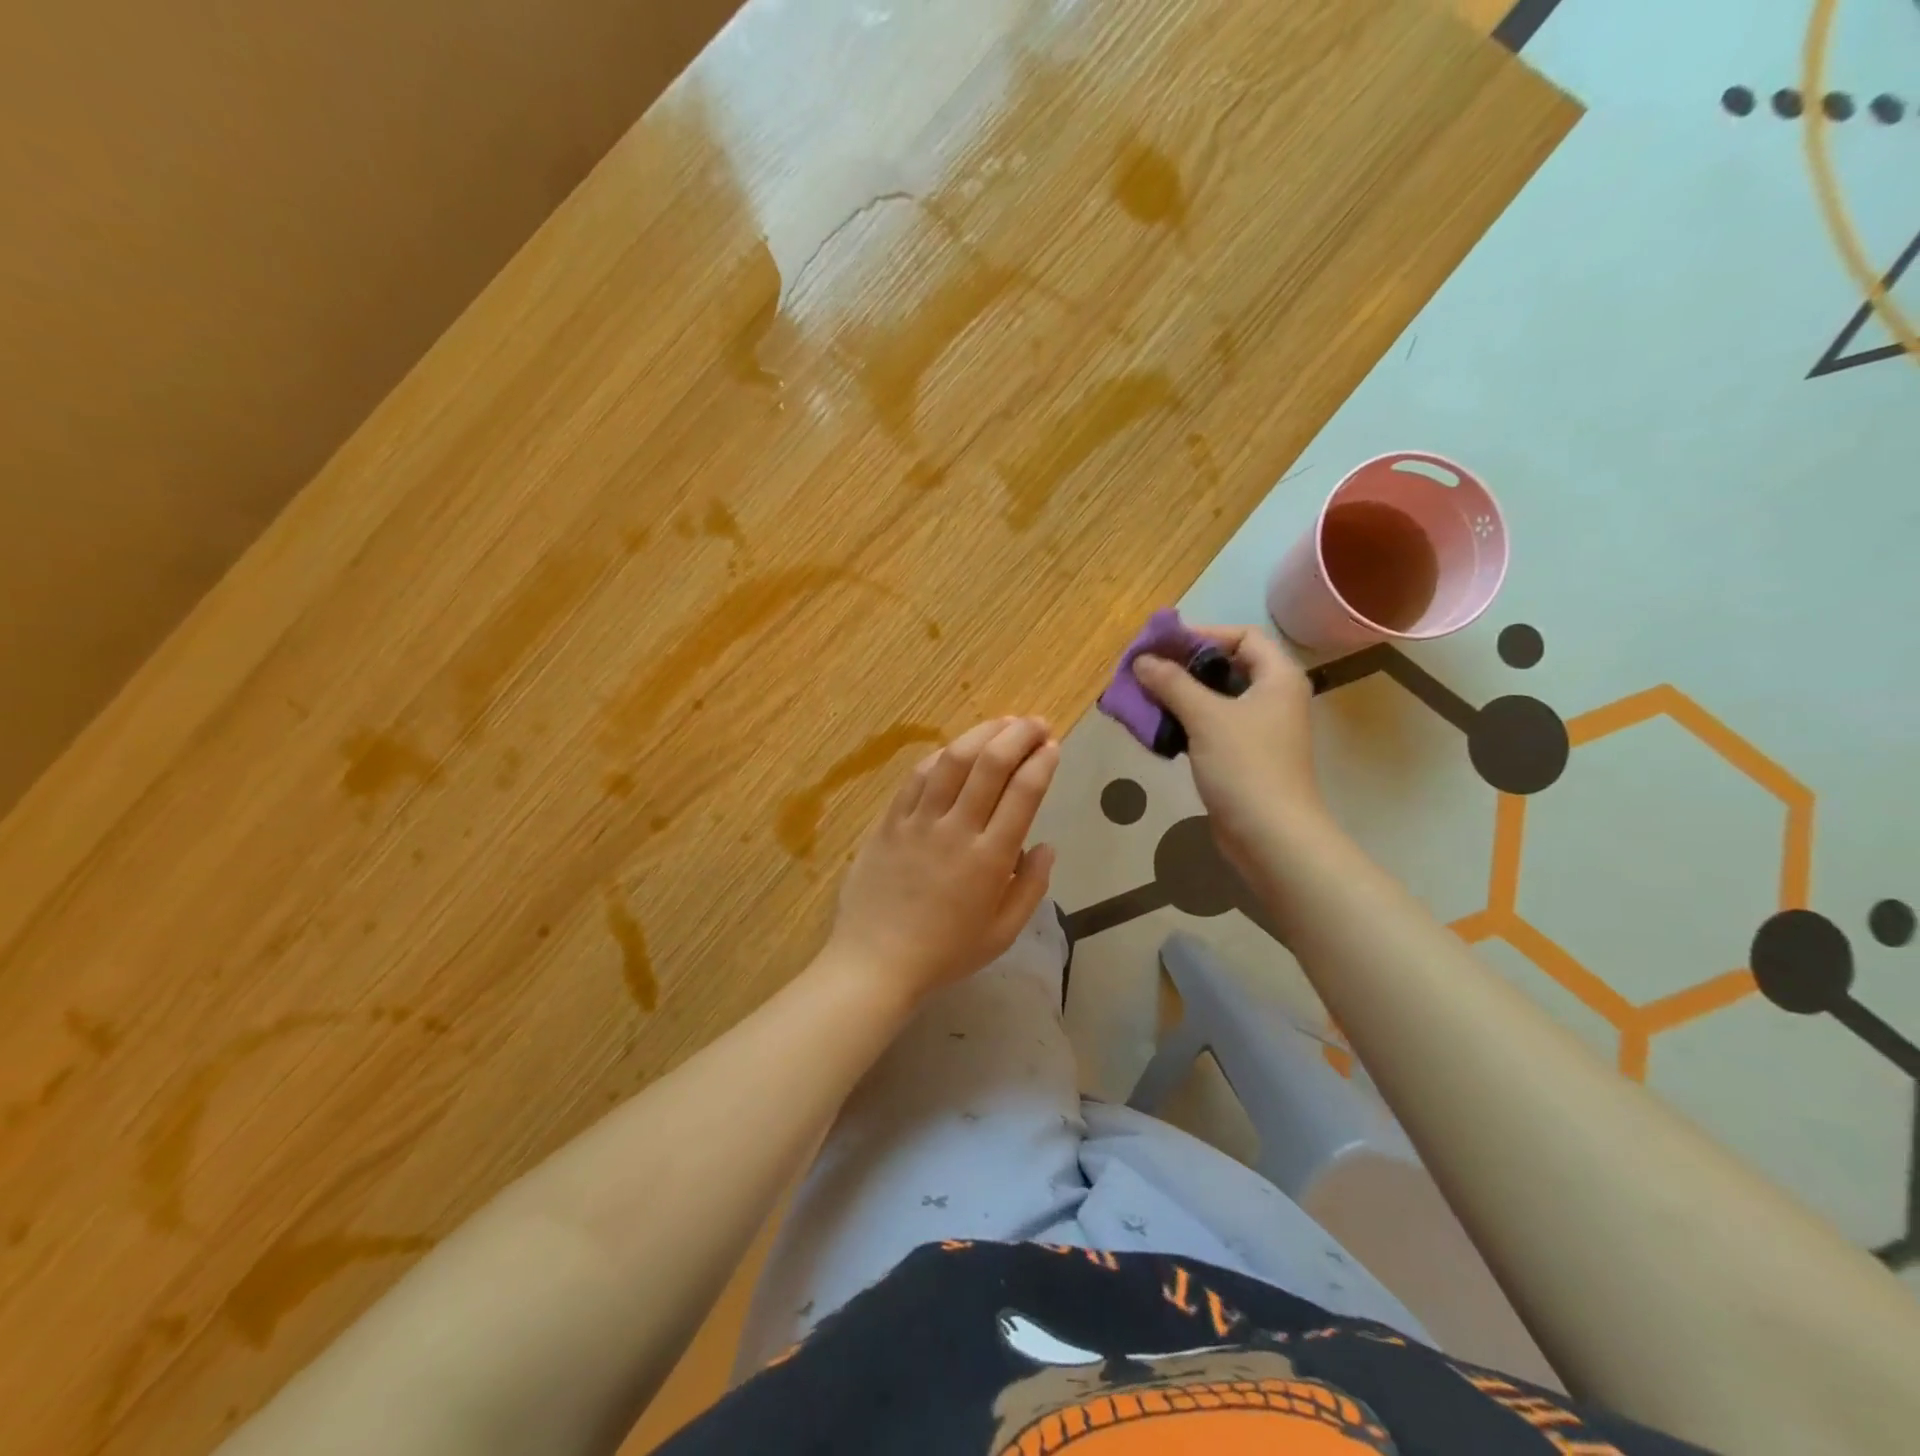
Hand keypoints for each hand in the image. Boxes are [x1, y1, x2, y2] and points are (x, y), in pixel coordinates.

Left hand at [827, 717, 1058, 1001]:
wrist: (874, 962)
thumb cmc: (944, 954)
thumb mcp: (1002, 933)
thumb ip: (1031, 887)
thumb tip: (1046, 846)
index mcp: (990, 859)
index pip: (1023, 793)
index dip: (1042, 761)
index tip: (1053, 745)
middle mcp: (956, 830)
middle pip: (990, 764)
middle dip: (1018, 734)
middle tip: (1035, 724)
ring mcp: (918, 822)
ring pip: (952, 760)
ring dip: (981, 734)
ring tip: (1002, 724)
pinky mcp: (889, 821)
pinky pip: (917, 777)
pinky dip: (941, 756)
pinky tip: (955, 749)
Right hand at [1132, 627, 1328, 872]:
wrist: (1271, 836)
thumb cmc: (1245, 766)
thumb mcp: (1205, 717)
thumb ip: (1172, 683)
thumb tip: (1142, 660)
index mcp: (1278, 677)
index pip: (1242, 636)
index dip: (1203, 635)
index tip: (1163, 646)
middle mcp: (1273, 697)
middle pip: (1226, 666)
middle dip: (1183, 667)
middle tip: (1145, 671)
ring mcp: (1259, 729)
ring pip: (1215, 699)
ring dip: (1179, 696)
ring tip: (1143, 698)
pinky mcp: (1243, 756)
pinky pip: (1211, 726)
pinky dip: (1186, 722)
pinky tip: (1158, 728)